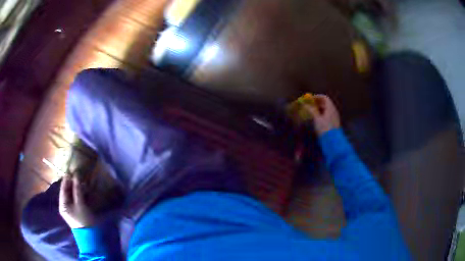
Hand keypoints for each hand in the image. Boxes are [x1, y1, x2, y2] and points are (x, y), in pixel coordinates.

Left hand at [59, 175, 94, 228]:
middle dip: (73, 184)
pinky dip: (79, 195)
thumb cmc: (83, 219)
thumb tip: (76, 175)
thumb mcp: (80, 204)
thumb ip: (77, 189)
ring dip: (77, 189)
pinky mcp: (76, 211)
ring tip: (82, 182)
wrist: (90, 236)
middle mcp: (64, 205)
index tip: (72, 171)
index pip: (63, 188)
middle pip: (67, 191)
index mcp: (62, 204)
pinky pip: (76, 199)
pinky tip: (84, 191)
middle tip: (79, 176)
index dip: (67, 179)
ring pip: (72, 195)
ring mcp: (70, 209)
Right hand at [305, 94, 340, 135]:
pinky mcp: (334, 124)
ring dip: (319, 109)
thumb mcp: (317, 119)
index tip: (310, 99)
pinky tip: (317, 120)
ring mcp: (334, 117)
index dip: (317, 97)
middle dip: (317, 103)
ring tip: (312, 113)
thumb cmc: (325, 128)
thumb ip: (311, 110)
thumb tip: (305, 104)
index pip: (324, 98)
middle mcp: (334, 111)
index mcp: (330, 108)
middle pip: (326, 103)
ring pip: (327, 110)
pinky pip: (327, 116)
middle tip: (310, 105)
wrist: (333, 142)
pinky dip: (322, 115)